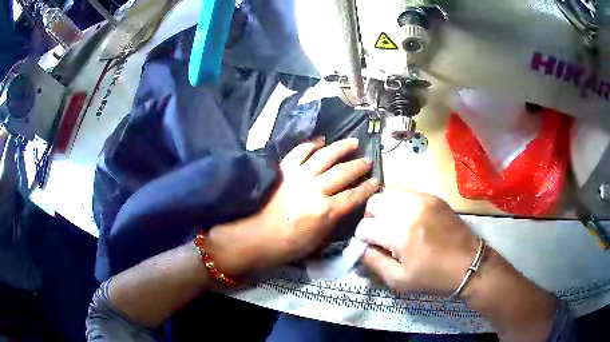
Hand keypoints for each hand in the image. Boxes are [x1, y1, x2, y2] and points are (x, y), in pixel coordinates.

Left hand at [207, 137, 379, 274]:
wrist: (257, 237)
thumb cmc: (288, 245)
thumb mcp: (318, 239)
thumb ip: (333, 219)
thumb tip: (343, 205)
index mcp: (325, 211)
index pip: (354, 196)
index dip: (368, 188)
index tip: (377, 181)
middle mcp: (315, 189)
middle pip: (343, 173)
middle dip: (359, 166)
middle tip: (368, 160)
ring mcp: (299, 176)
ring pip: (325, 156)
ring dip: (341, 148)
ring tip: (352, 142)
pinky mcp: (284, 170)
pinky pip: (300, 152)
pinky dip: (311, 144)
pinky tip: (320, 140)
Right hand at [355, 188, 478, 294]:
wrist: (468, 264)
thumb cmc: (433, 277)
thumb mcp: (398, 280)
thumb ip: (373, 262)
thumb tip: (360, 248)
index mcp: (399, 232)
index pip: (363, 226)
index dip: (362, 240)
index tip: (371, 248)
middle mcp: (408, 208)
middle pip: (373, 203)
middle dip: (370, 219)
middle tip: (381, 235)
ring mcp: (422, 198)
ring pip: (388, 192)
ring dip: (384, 208)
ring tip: (393, 224)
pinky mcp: (433, 197)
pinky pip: (406, 191)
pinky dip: (399, 202)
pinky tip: (408, 217)